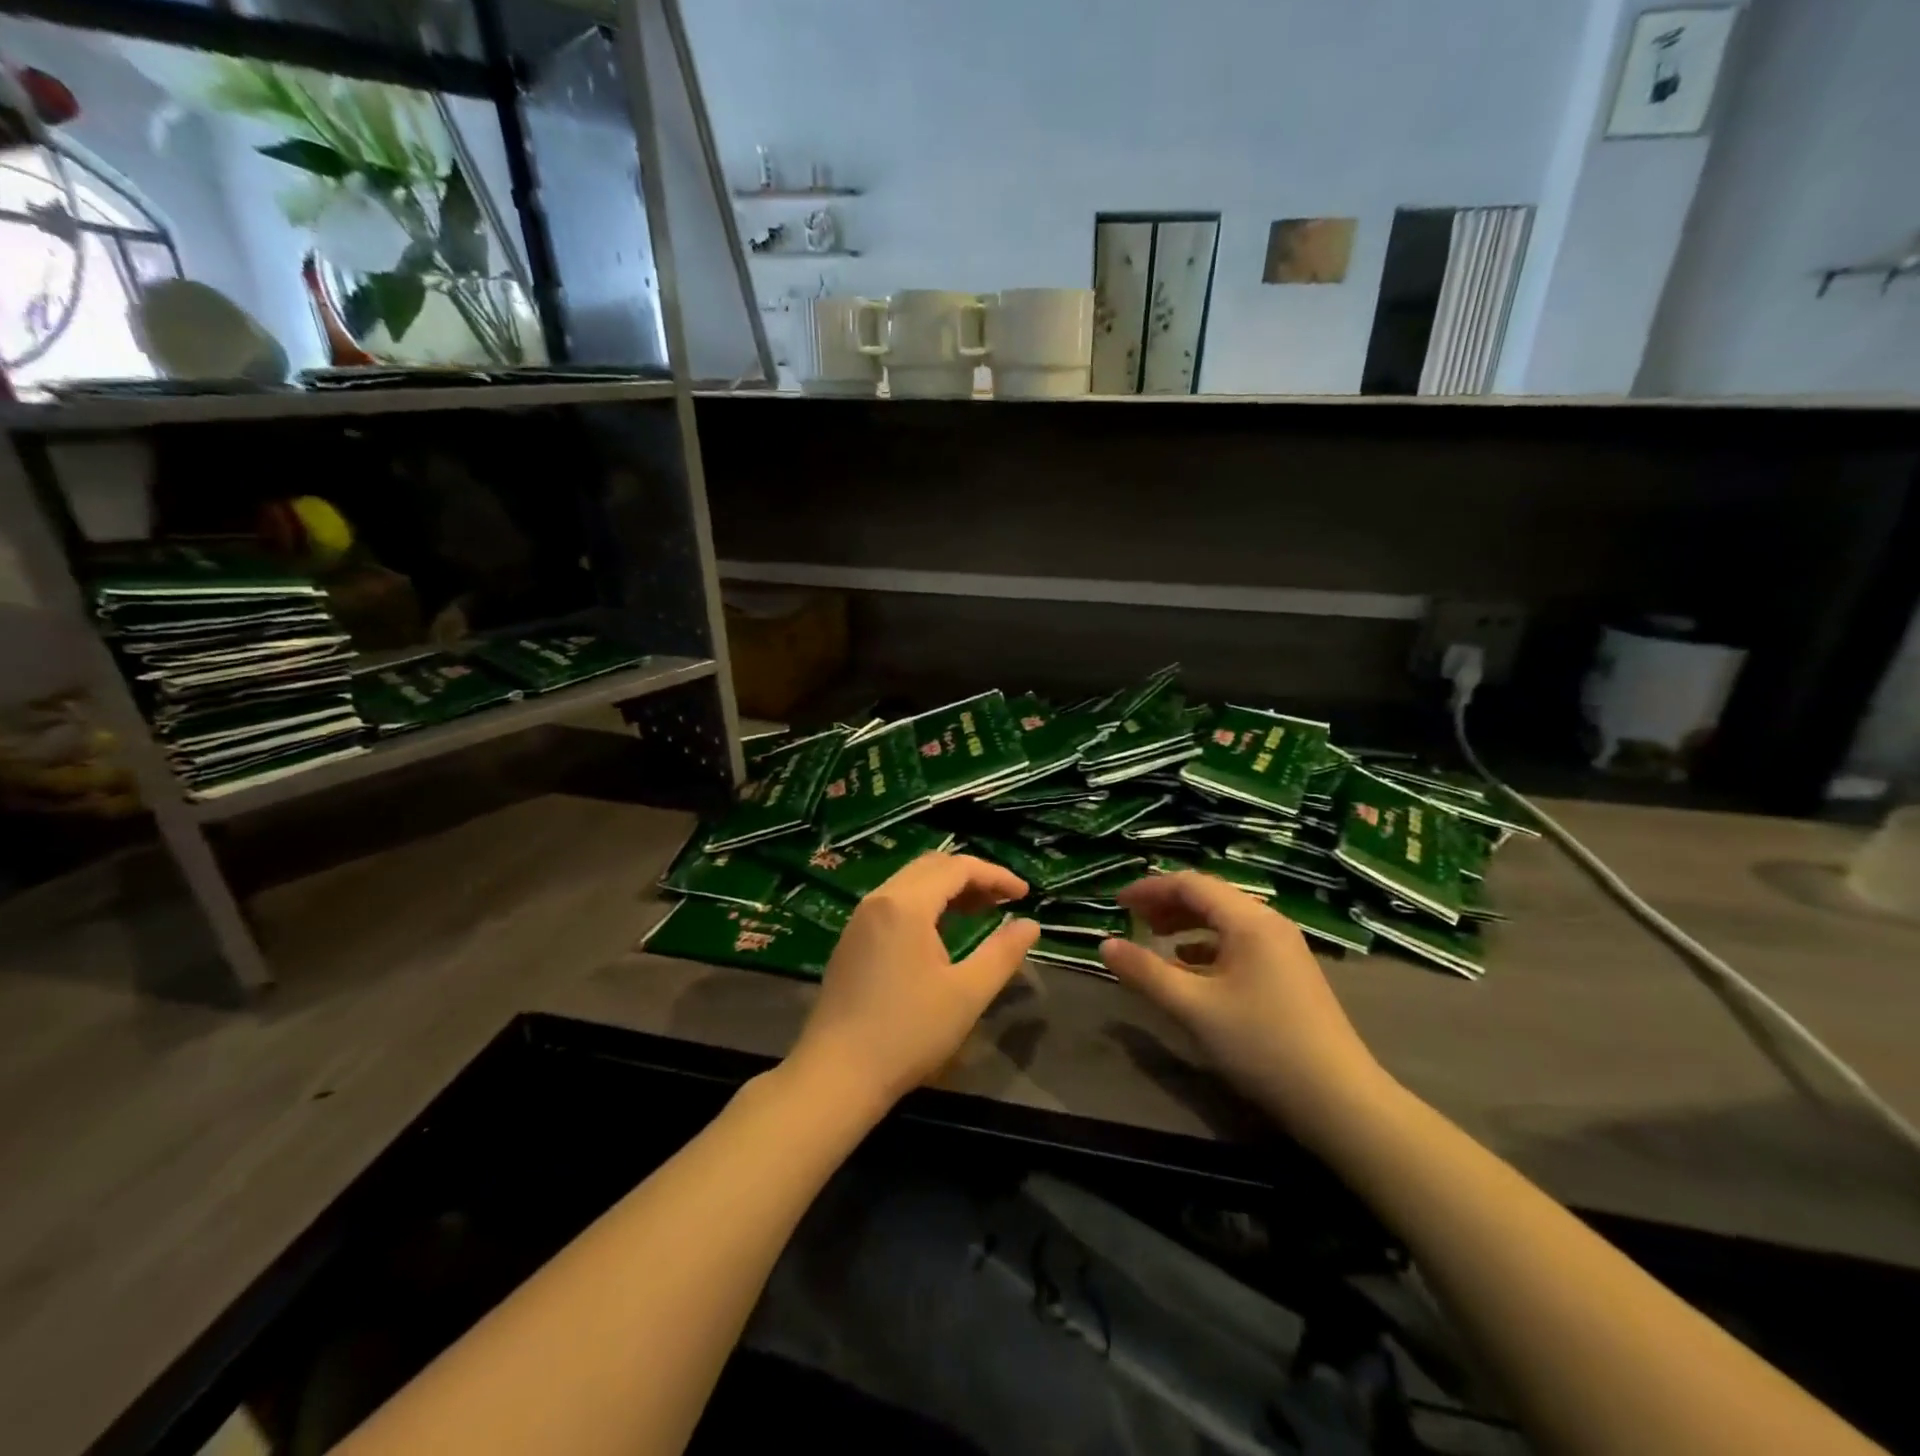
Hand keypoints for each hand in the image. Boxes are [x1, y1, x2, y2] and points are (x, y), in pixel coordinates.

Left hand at [789, 853, 1039, 1111]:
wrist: (837, 1074)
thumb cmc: (908, 1032)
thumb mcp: (967, 994)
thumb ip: (1002, 953)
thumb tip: (1030, 924)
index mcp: (906, 904)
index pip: (958, 868)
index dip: (996, 875)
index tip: (1025, 894)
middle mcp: (879, 899)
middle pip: (932, 866)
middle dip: (972, 877)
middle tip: (1004, 901)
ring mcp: (860, 919)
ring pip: (911, 882)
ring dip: (948, 889)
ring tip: (981, 911)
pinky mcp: (852, 940)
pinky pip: (894, 902)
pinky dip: (925, 903)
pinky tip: (941, 932)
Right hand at [1099, 872, 1393, 1149]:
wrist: (1340, 1101)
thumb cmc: (1262, 1045)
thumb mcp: (1194, 1008)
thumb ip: (1146, 973)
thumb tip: (1105, 945)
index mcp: (1249, 921)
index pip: (1191, 884)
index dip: (1150, 888)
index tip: (1117, 903)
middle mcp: (1269, 923)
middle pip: (1209, 897)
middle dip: (1167, 904)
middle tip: (1132, 920)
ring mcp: (1283, 948)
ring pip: (1225, 920)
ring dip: (1186, 924)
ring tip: (1155, 939)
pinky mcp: (1288, 973)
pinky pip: (1239, 943)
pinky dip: (1207, 946)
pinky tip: (1190, 966)